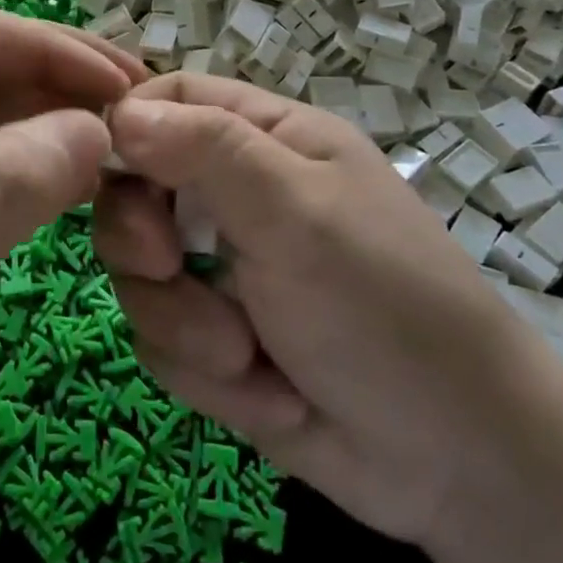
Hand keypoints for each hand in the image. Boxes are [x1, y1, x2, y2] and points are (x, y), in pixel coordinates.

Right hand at [93, 73, 562, 552]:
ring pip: (141, 273)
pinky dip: (204, 372)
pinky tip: (270, 394)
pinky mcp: (216, 339)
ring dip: (184, 321)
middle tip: (169, 265)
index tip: (105, 171)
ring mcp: (224, 269)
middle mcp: (238, 195)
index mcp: (267, 141)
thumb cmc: (385, 307)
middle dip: (142, 237)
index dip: (128, 124)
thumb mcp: (297, 212)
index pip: (171, 99)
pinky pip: (161, 339)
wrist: (457, 463)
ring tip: (248, 356)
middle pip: (135, 187)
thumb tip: (119, 114)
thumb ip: (207, 150)